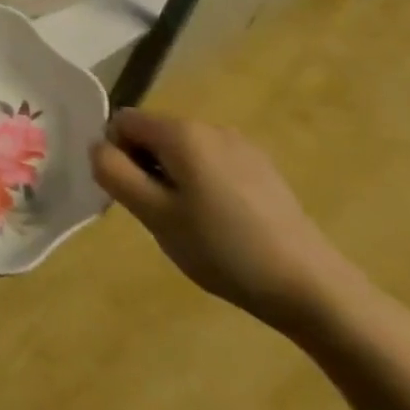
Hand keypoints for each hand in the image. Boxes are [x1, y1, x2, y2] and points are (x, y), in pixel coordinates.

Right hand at [90, 108, 360, 330]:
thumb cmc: (223, 249)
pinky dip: (202, 185)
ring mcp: (242, 147)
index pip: (123, 121)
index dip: (116, 154)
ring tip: (192, 224)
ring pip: (183, 151)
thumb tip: (97, 147)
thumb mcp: (154, 215)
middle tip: (160, 215)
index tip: (133, 195)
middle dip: (145, 167)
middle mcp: (211, 127)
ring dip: (173, 178)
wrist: (312, 288)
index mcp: (182, 133)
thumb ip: (115, 173)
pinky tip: (222, 225)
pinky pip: (212, 164)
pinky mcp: (263, 170)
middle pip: (154, 134)